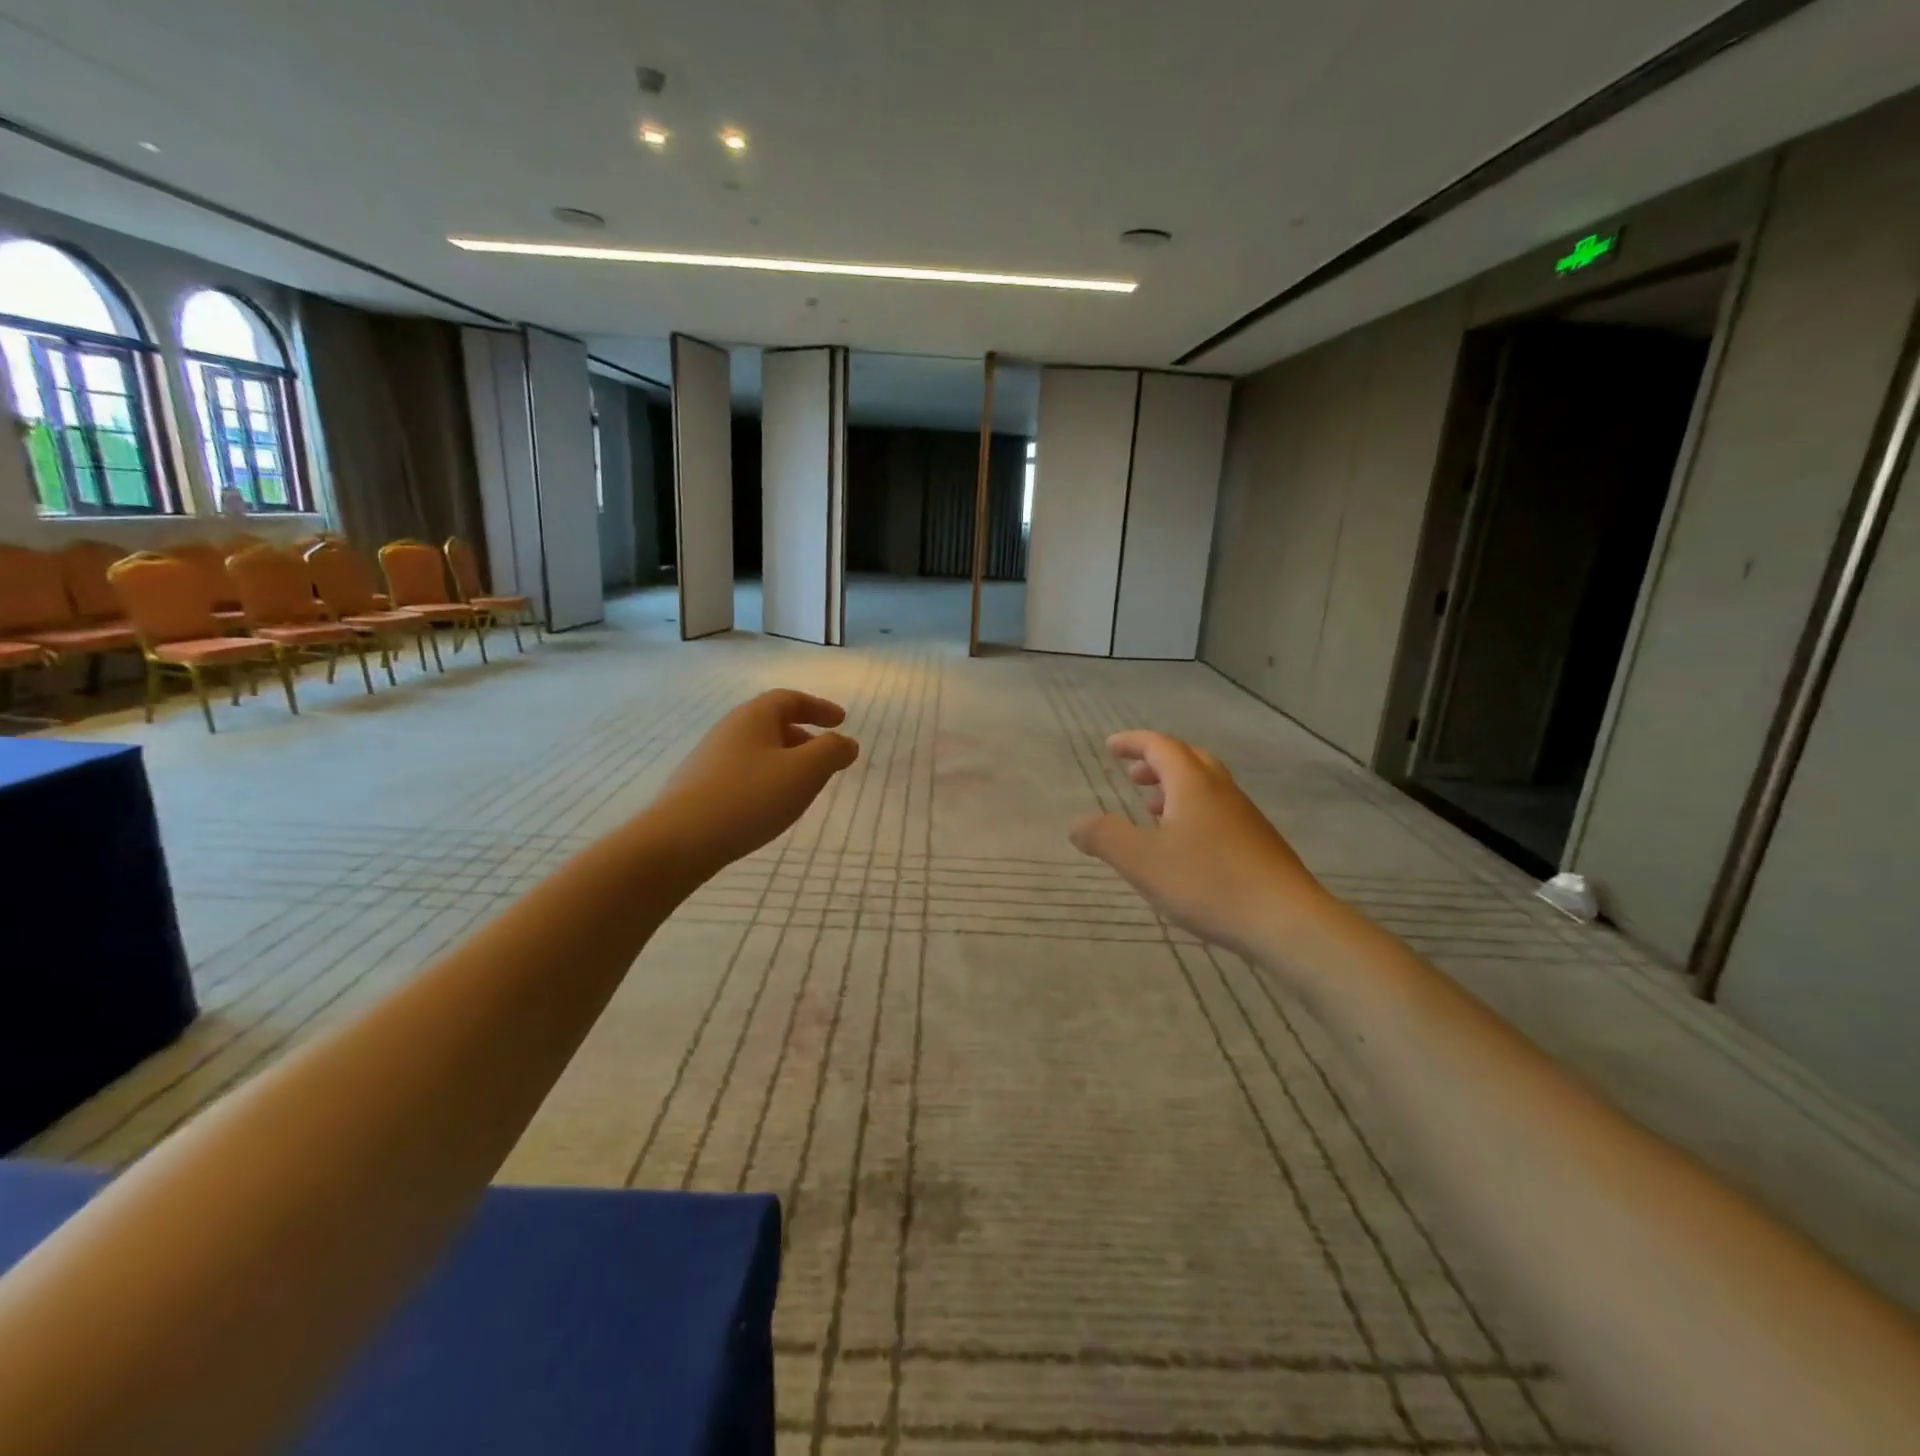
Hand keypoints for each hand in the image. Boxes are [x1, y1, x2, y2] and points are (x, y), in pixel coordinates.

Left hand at [652, 690, 859, 876]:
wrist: (678, 840)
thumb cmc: (750, 797)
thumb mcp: (805, 772)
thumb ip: (832, 752)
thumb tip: (847, 742)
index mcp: (754, 717)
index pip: (790, 699)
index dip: (819, 707)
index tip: (841, 721)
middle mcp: (729, 730)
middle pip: (772, 723)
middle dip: (804, 735)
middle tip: (825, 756)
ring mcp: (710, 759)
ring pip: (757, 749)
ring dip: (785, 760)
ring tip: (802, 784)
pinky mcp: (699, 787)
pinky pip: (743, 772)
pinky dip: (766, 779)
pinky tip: (770, 805)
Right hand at [1069, 730, 1328, 959]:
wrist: (1287, 921)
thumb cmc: (1208, 882)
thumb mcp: (1142, 861)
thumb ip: (1104, 838)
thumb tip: (1078, 824)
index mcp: (1193, 784)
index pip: (1160, 747)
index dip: (1133, 743)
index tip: (1111, 747)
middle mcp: (1222, 791)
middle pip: (1189, 760)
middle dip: (1157, 763)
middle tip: (1133, 776)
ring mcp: (1245, 817)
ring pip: (1206, 788)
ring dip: (1176, 789)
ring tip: (1152, 810)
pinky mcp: (1259, 845)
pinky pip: (1218, 812)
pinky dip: (1193, 813)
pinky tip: (1186, 847)